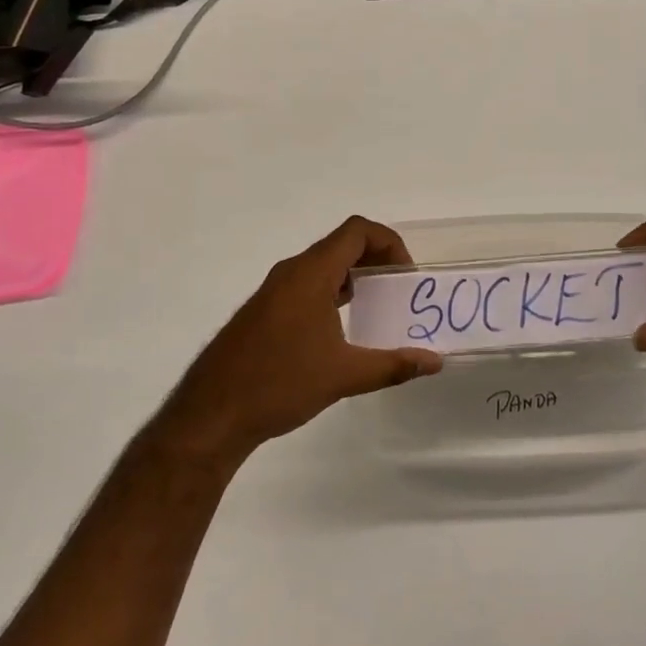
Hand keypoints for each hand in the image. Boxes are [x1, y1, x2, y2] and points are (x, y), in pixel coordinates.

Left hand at [150, 216, 442, 464]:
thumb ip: (393, 365)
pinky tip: (340, 329)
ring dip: (353, 276)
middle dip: (376, 259)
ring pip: (322, 265)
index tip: (405, 275)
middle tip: (398, 289)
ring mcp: (273, 290)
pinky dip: (331, 291)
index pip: (357, 231)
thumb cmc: (280, 384)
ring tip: (376, 307)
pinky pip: (306, 284)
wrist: (211, 414)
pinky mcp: (262, 310)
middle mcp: (291, 272)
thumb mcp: (344, 375)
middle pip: (341, 244)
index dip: (389, 242)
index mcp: (311, 274)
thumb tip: (434, 362)